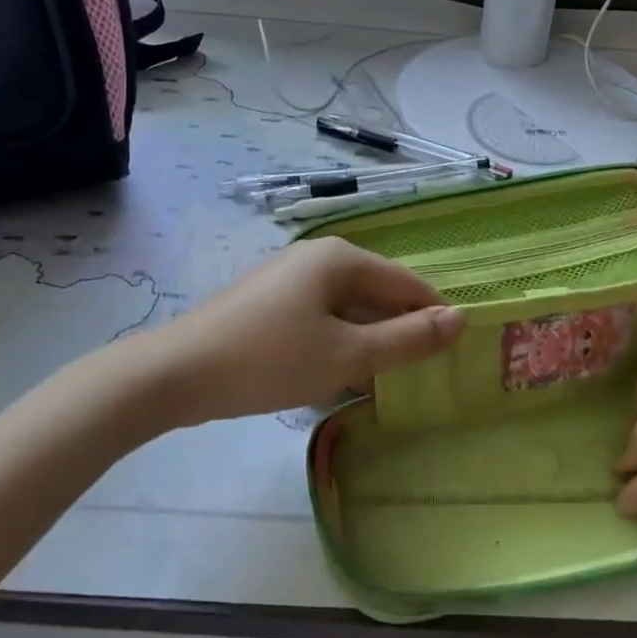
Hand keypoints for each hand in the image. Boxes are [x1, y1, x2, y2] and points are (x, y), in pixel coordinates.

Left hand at [141, 237, 464, 425]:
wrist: (176, 374)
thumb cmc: (269, 360)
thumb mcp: (347, 355)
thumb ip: (407, 339)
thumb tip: (460, 319)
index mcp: (341, 258)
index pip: (407, 283)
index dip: (432, 316)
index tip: (452, 354)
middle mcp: (317, 257)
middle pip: (377, 292)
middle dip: (398, 331)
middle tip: (417, 374)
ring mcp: (289, 277)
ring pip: (348, 308)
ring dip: (367, 341)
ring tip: (381, 380)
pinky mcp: (269, 301)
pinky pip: (320, 316)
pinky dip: (337, 342)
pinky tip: (336, 376)